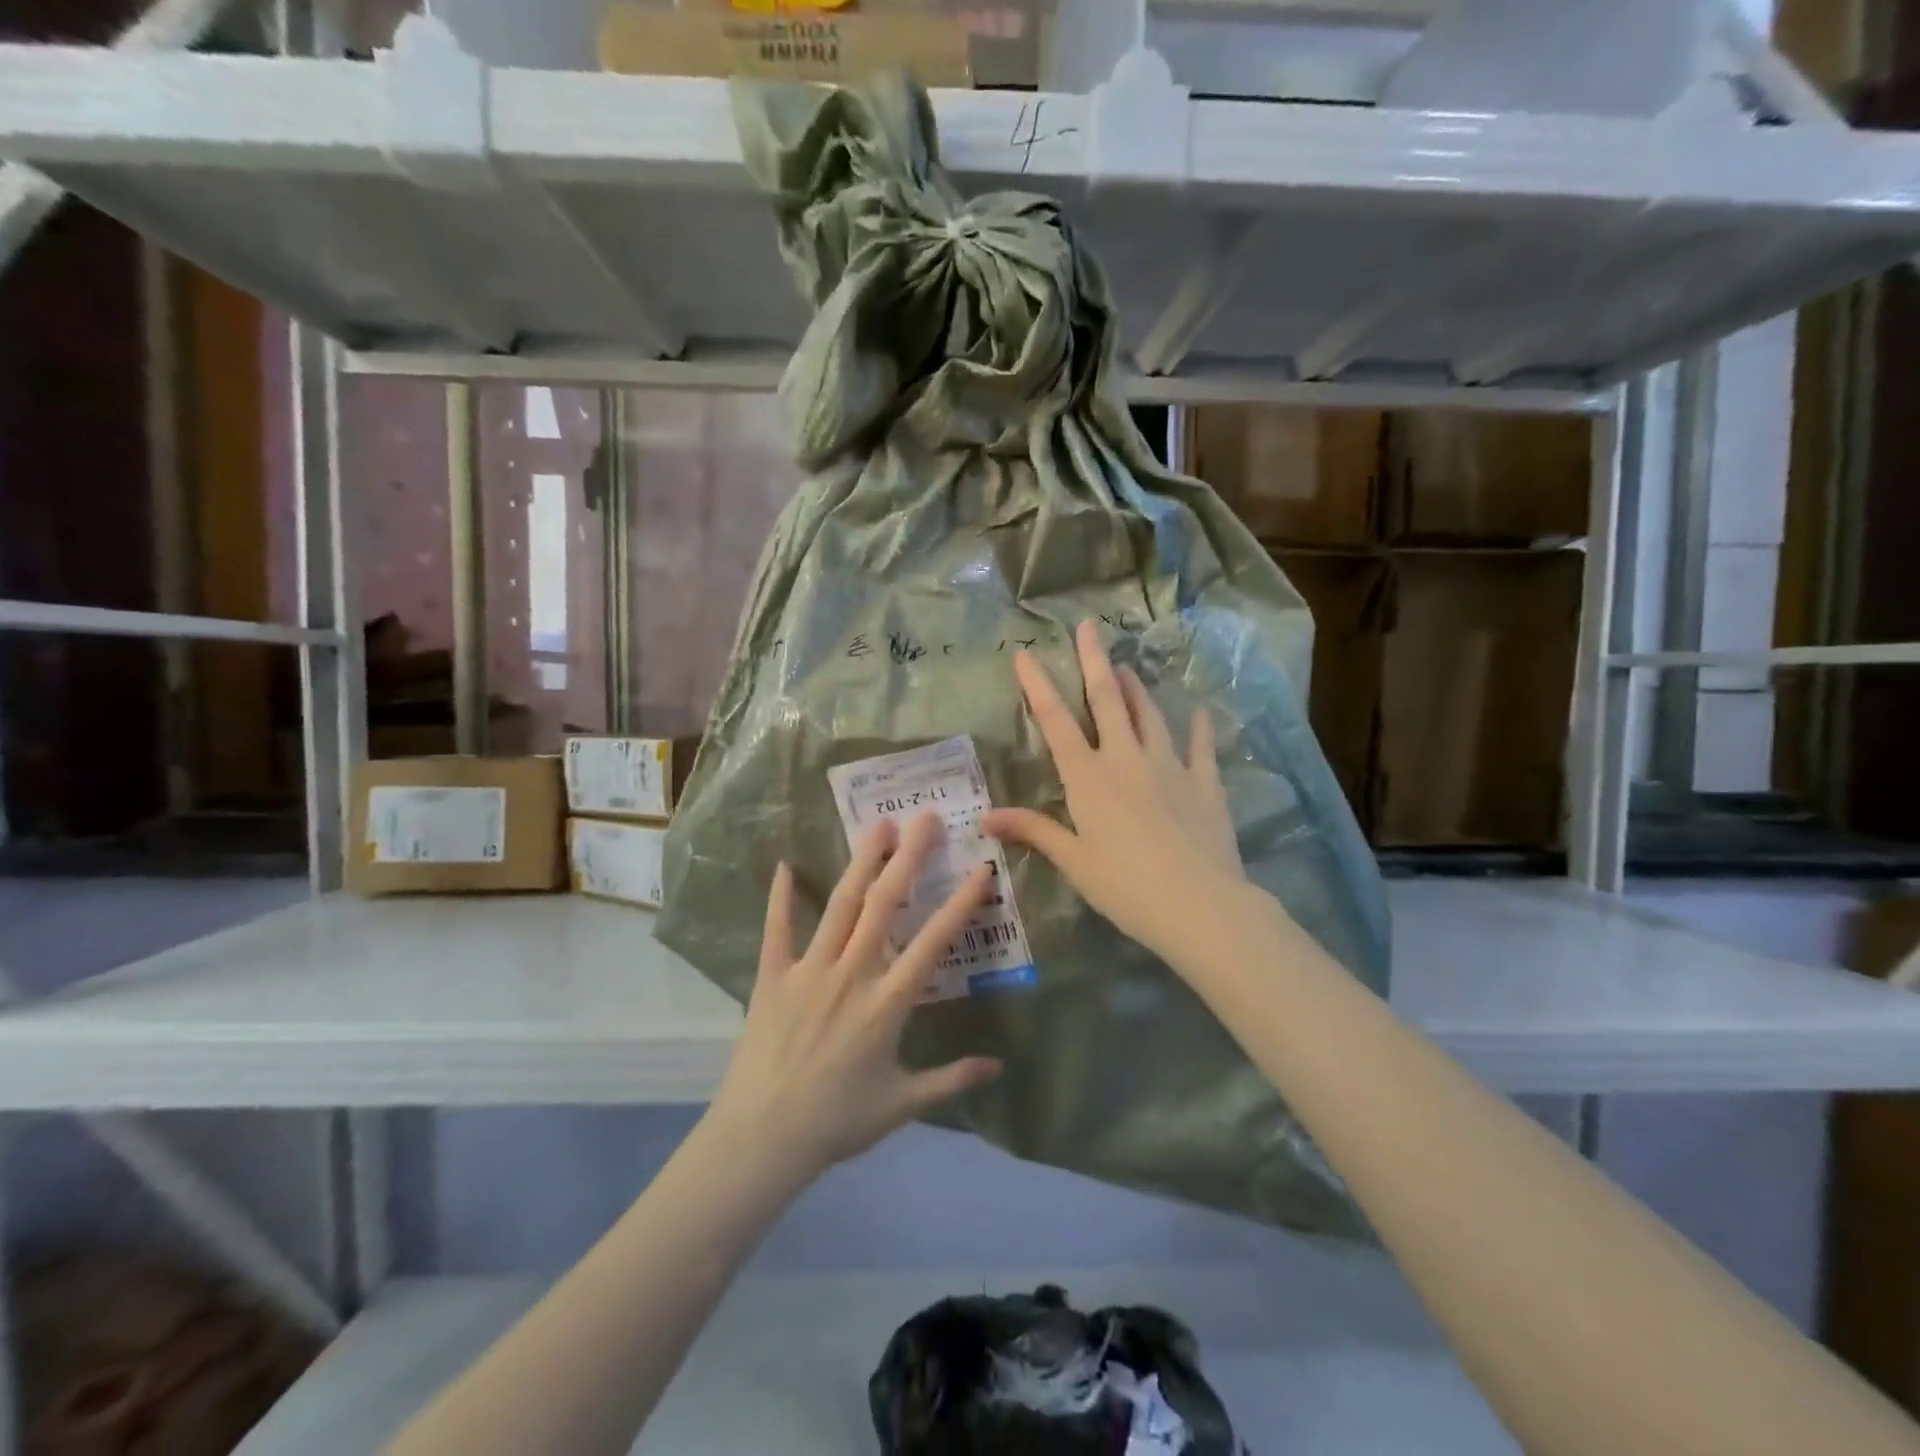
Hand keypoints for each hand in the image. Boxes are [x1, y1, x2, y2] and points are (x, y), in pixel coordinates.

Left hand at [705, 814, 1001, 1185]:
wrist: (762, 1139)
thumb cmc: (837, 1122)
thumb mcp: (902, 1104)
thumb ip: (951, 1080)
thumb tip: (998, 1067)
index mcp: (887, 1003)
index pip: (933, 942)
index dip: (960, 903)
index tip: (980, 868)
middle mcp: (852, 974)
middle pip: (885, 905)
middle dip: (908, 858)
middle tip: (925, 818)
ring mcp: (809, 971)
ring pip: (840, 906)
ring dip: (861, 863)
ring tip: (878, 826)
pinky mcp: (773, 977)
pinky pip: (776, 929)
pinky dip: (780, 897)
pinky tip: (782, 864)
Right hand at [982, 620, 1244, 963]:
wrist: (1200, 906)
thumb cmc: (1126, 887)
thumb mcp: (1074, 861)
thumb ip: (1034, 831)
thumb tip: (985, 817)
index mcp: (1089, 777)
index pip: (1056, 721)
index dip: (1038, 685)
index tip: (1026, 654)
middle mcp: (1126, 759)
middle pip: (1108, 700)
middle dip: (1094, 661)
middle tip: (1089, 626)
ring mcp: (1170, 767)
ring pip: (1149, 715)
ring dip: (1136, 688)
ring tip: (1126, 666)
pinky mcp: (1204, 783)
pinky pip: (1200, 747)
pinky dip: (1198, 728)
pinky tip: (1199, 712)